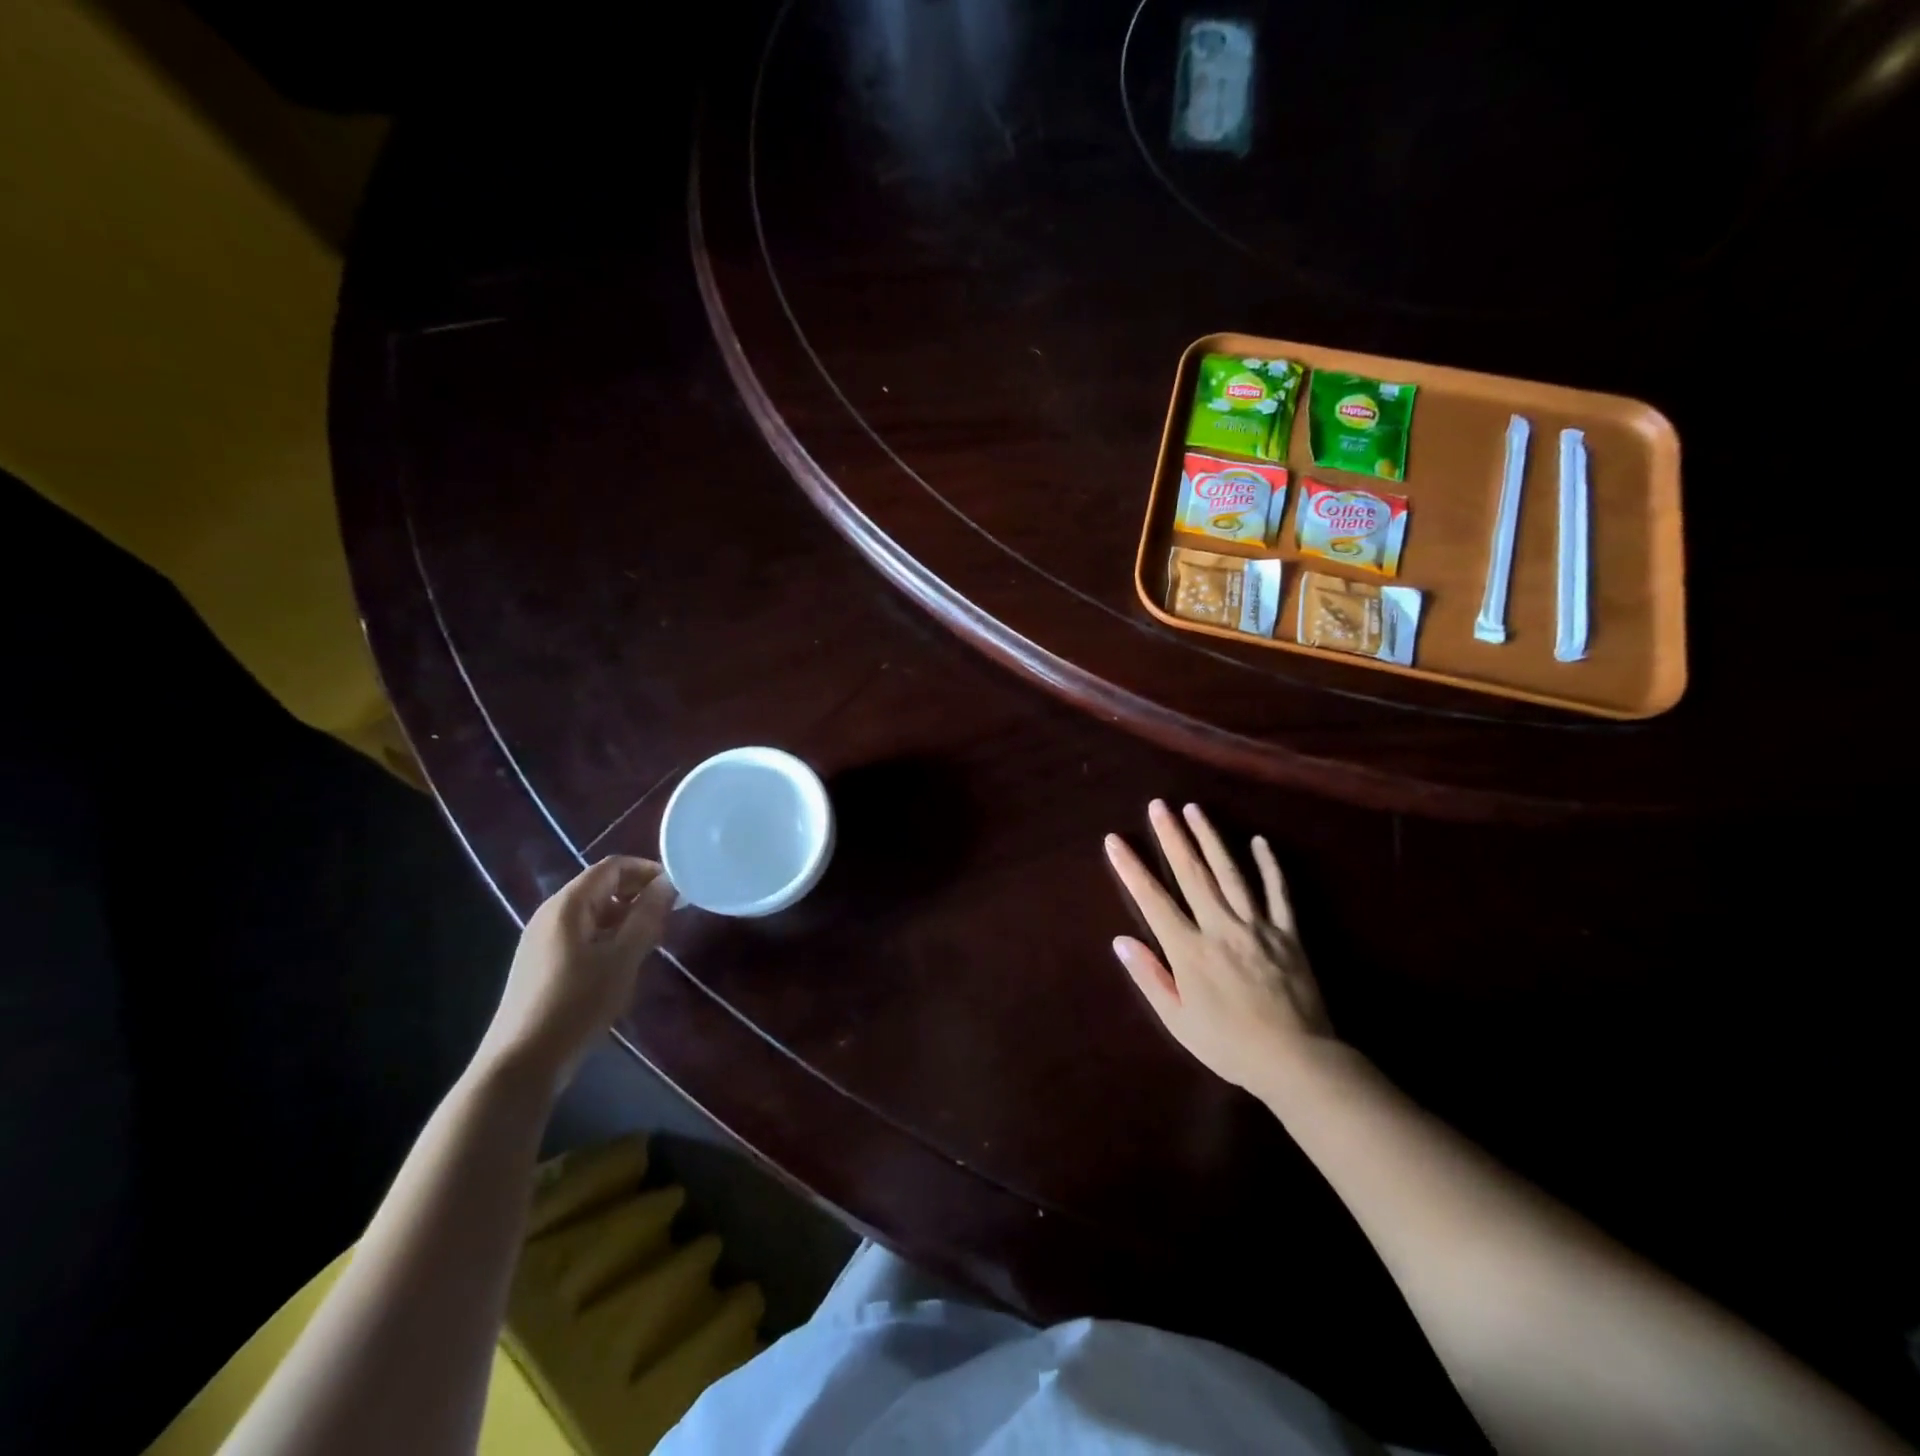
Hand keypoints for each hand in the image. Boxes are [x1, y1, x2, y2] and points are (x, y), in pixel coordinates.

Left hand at [475, 857, 676, 1090]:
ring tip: (652, 940)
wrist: (522, 1062)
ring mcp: (543, 938)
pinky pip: (582, 933)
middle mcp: (551, 913)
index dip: (647, 870)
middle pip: (602, 887)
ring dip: (626, 917)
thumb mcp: (623, 958)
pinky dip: (609, 935)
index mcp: (568, 904)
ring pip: (593, 912)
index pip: (613, 867)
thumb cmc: (577, 1003)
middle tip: (669, 915)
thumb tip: (668, 883)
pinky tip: (623, 962)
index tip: (677, 889)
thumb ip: (648, 916)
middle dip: (638, 894)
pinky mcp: (542, 962)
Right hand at [1105, 800, 1335, 1096]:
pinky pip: (1278, 893)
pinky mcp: (1289, 934)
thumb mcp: (1178, 1021)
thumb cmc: (1230, 1046)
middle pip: (1192, 873)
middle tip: (1158, 805)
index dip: (1131, 868)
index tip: (1114, 840)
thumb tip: (1121, 941)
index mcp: (1190, 950)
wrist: (1297, 1062)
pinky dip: (1269, 865)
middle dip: (1172, 836)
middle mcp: (1221, 927)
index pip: (1153, 900)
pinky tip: (1259, 841)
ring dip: (1211, 838)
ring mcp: (1258, 926)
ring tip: (1194, 809)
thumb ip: (1150, 977)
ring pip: (1231, 873)